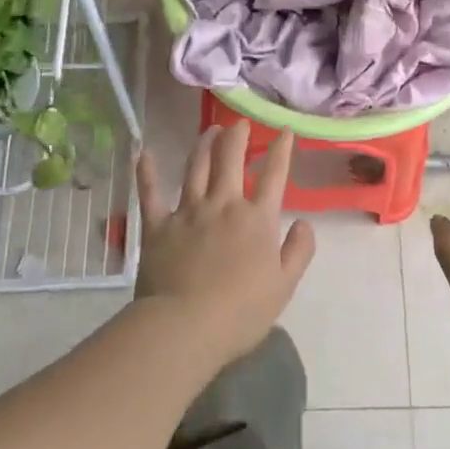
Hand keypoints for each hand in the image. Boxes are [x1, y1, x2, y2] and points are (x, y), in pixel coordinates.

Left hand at [133, 121, 315, 368]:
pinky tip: (144, 153)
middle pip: (230, 160)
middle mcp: (223, 205)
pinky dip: (147, 173)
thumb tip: (304, 223)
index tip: (284, 131)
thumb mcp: (284, 285)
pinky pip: (150, 194)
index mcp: (257, 220)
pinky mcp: (158, 226)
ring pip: (195, 168)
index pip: (274, 177)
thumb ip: (298, 251)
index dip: (281, 151)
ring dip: (204, 145)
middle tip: (240, 122)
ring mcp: (188, 212)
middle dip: (237, 137)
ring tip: (210, 130)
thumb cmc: (241, 312)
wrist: (185, 326)